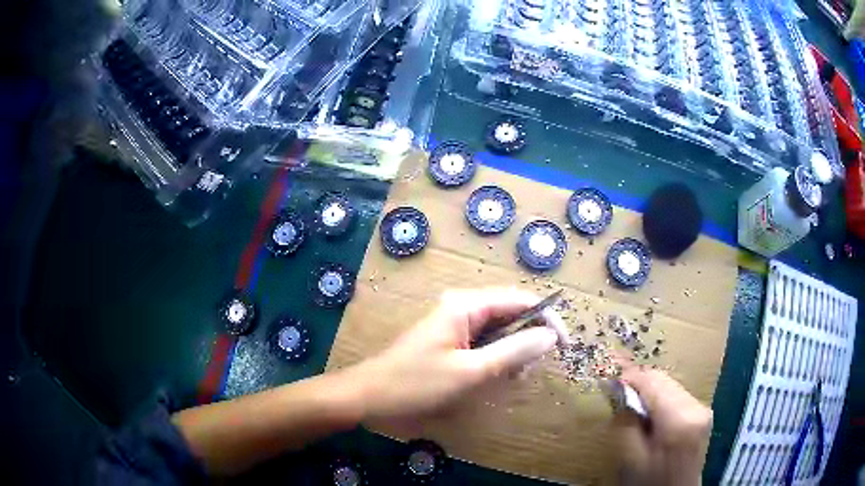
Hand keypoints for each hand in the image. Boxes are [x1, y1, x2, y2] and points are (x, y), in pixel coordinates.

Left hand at [349, 287, 566, 420]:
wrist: (368, 397)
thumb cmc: (417, 384)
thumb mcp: (471, 372)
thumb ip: (514, 351)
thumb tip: (551, 335)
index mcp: (466, 305)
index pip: (520, 300)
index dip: (547, 319)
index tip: (565, 345)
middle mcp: (462, 308)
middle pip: (510, 315)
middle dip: (527, 340)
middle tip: (529, 371)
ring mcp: (454, 326)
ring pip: (499, 333)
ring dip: (512, 354)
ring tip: (510, 379)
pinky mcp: (449, 343)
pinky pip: (483, 346)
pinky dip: (495, 361)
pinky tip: (494, 379)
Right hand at [613, 363, 712, 485]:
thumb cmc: (650, 481)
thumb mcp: (631, 458)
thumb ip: (627, 424)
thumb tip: (620, 394)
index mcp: (678, 418)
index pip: (652, 382)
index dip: (629, 377)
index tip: (608, 378)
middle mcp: (695, 406)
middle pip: (664, 380)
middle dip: (639, 382)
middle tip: (616, 388)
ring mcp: (702, 408)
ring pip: (671, 385)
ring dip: (650, 390)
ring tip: (631, 401)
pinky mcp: (702, 413)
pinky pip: (678, 395)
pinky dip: (661, 398)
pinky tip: (650, 412)